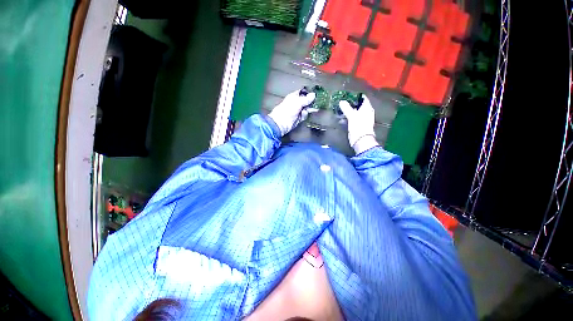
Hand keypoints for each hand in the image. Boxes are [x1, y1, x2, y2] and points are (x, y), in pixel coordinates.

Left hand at [269, 90, 315, 135]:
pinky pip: (304, 115)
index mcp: (294, 96)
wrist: (282, 123)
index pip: (302, 92)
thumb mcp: (298, 102)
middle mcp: (296, 103)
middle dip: (311, 102)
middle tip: (316, 103)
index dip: (308, 93)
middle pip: (306, 101)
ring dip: (308, 109)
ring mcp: (297, 111)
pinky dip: (304, 115)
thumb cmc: (287, 110)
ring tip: (308, 110)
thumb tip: (313, 94)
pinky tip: (302, 115)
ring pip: (306, 108)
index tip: (315, 94)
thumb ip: (306, 99)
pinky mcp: (298, 118)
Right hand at [339, 95, 378, 153]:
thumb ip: (346, 108)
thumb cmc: (358, 126)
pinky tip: (340, 120)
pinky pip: (351, 119)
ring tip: (339, 111)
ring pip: (353, 113)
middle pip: (357, 106)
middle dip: (349, 105)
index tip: (346, 96)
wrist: (361, 140)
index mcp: (367, 108)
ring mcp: (361, 119)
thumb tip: (341, 101)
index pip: (362, 98)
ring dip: (347, 112)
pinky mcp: (357, 125)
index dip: (355, 96)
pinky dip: (346, 119)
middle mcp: (366, 113)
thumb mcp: (352, 116)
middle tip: (341, 103)